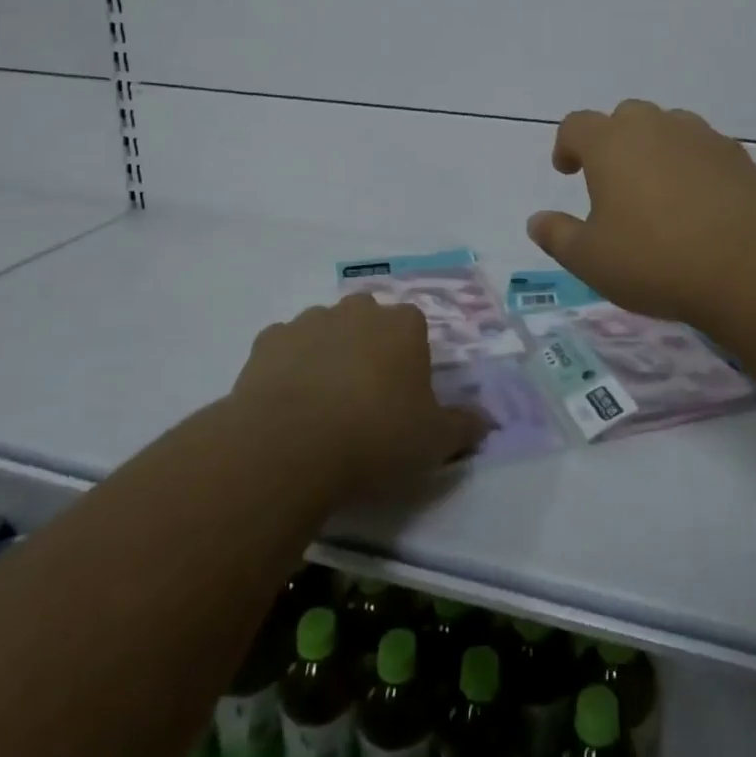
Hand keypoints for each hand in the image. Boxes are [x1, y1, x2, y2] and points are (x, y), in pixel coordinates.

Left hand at [232, 294, 489, 497]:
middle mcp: (358, 311)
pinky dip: (288, 366)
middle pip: (368, 320)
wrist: (291, 445)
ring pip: (325, 329)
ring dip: (327, 353)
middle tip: (365, 396)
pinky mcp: (268, 341)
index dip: (410, 358)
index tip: (404, 394)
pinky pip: (284, 347)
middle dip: (368, 347)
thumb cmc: (376, 436)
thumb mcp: (434, 441)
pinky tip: (287, 401)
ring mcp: (310, 321)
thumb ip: (464, 426)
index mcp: (403, 325)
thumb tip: (486, 421)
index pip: (414, 326)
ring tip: (323, 403)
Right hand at [527, 99, 755, 331]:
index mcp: (611, 143)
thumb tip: (537, 220)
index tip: (567, 170)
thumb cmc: (656, 260)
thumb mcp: (591, 260)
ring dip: (655, 148)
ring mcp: (702, 138)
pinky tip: (698, 202)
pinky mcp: (739, 157)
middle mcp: (655, 127)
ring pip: (668, 127)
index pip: (576, 125)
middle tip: (612, 180)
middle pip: (625, 116)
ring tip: (656, 189)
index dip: (566, 145)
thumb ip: (558, 236)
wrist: (752, 266)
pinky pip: (703, 149)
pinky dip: (692, 165)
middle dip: (613, 140)